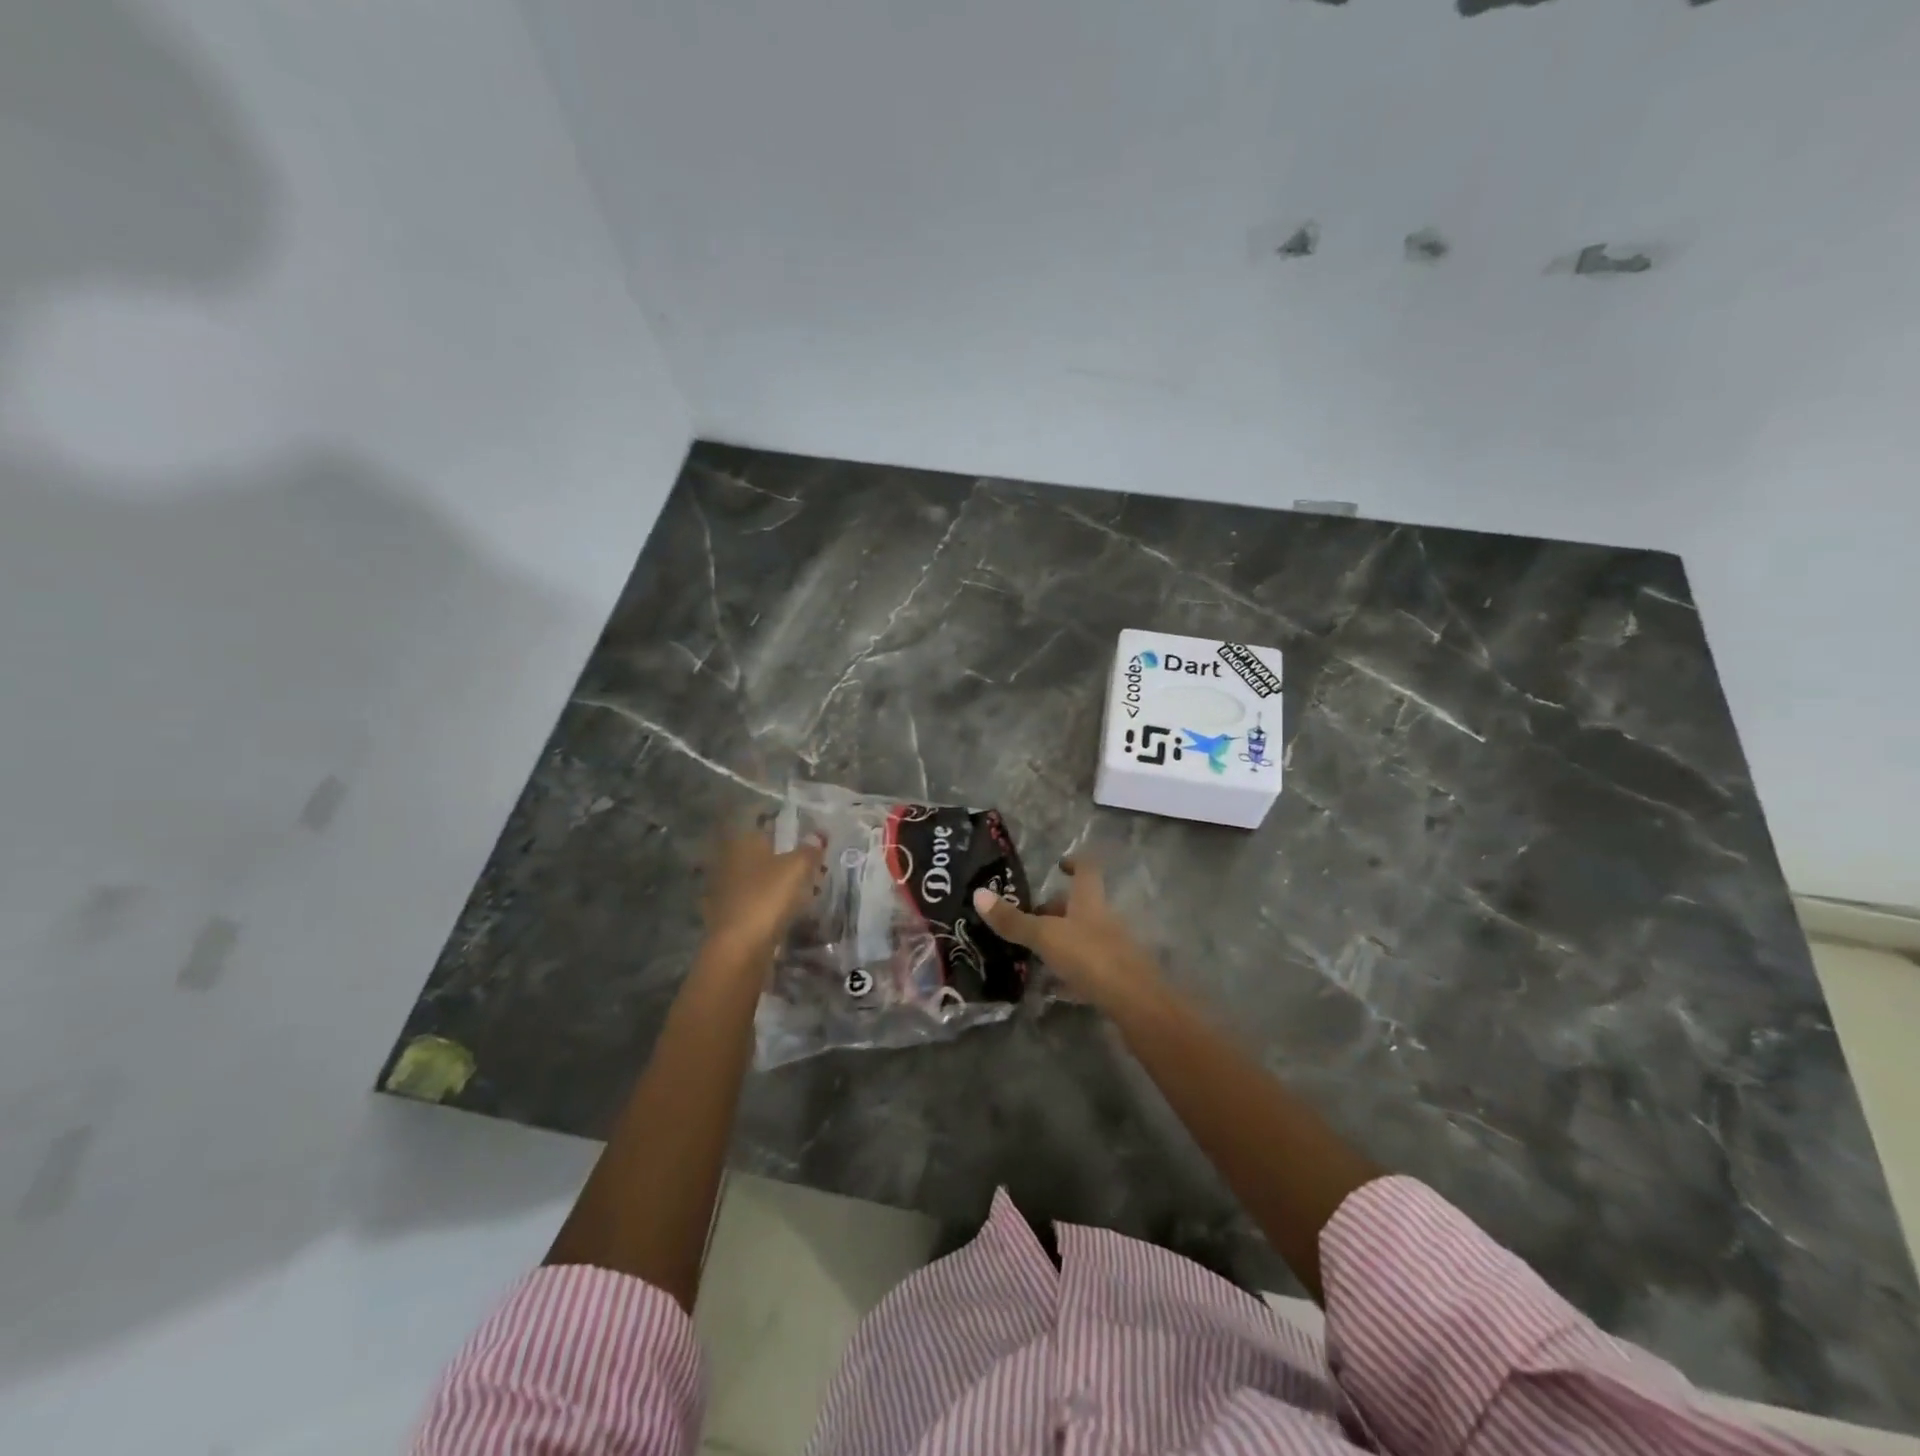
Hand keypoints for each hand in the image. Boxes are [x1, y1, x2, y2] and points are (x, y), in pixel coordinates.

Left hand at [700, 822, 822, 962]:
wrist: (739, 949)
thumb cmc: (767, 897)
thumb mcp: (797, 867)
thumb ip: (809, 850)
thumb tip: (817, 836)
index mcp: (741, 842)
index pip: (763, 825)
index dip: (785, 830)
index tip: (805, 839)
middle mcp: (727, 861)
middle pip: (760, 854)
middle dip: (783, 859)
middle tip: (810, 867)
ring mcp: (723, 890)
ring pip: (756, 879)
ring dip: (776, 883)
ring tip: (804, 891)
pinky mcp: (726, 916)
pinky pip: (753, 902)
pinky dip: (768, 904)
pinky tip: (785, 913)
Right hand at [972, 856, 1157, 1007]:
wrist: (1135, 1003)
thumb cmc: (1090, 957)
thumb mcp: (1045, 937)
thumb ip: (1014, 920)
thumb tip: (979, 893)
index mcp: (1090, 901)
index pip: (1087, 869)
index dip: (1075, 862)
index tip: (1059, 864)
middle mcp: (1104, 919)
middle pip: (1081, 906)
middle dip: (1057, 908)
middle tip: (1030, 916)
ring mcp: (1113, 948)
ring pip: (1084, 935)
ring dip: (1062, 938)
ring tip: (1035, 950)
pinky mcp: (1115, 976)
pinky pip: (1089, 965)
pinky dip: (1071, 969)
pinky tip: (1055, 984)